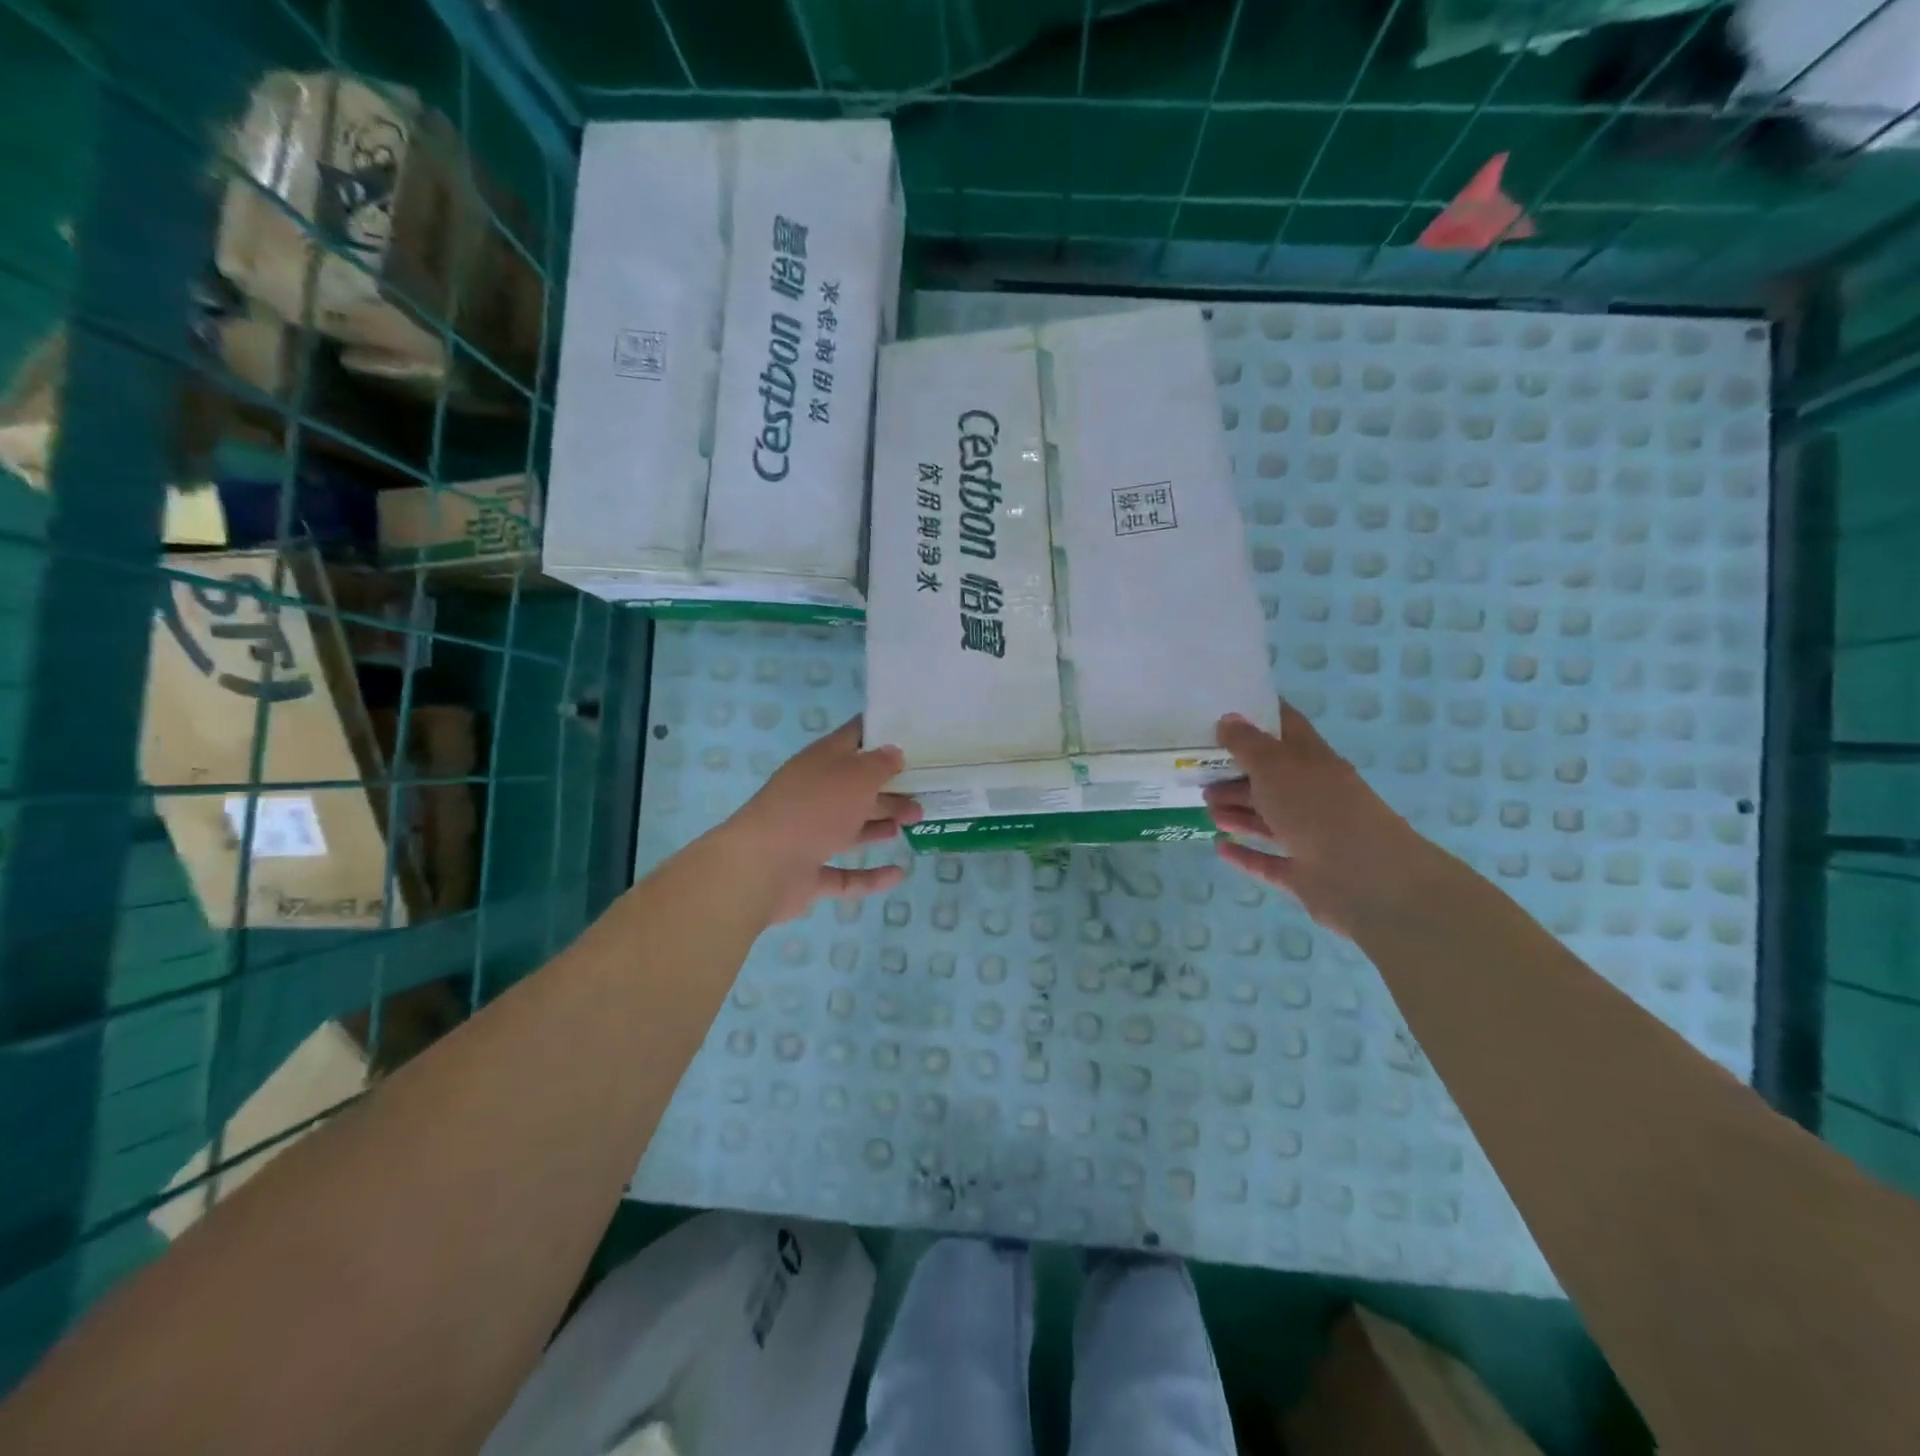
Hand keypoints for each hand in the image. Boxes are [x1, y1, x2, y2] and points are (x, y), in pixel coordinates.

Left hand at [718, 717, 920, 923]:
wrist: (761, 867)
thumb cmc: (813, 809)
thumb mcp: (856, 776)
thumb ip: (880, 764)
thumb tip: (893, 752)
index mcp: (821, 762)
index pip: (853, 737)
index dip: (880, 733)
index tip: (914, 735)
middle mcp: (813, 794)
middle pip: (856, 786)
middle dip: (890, 788)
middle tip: (923, 792)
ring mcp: (808, 835)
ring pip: (851, 827)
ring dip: (881, 824)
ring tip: (914, 822)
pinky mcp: (808, 874)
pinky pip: (845, 874)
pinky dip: (871, 876)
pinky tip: (898, 874)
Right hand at [1204, 702, 1437, 938]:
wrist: (1366, 880)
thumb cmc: (1318, 809)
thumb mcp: (1275, 767)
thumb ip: (1247, 744)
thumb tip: (1228, 719)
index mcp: (1312, 760)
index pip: (1285, 728)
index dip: (1258, 716)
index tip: (1222, 711)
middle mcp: (1312, 794)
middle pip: (1270, 777)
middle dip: (1235, 773)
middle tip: (1199, 771)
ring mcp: (1309, 835)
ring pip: (1267, 818)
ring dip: (1236, 810)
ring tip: (1206, 806)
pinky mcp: (1303, 873)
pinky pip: (1267, 860)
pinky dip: (1244, 853)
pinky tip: (1219, 847)